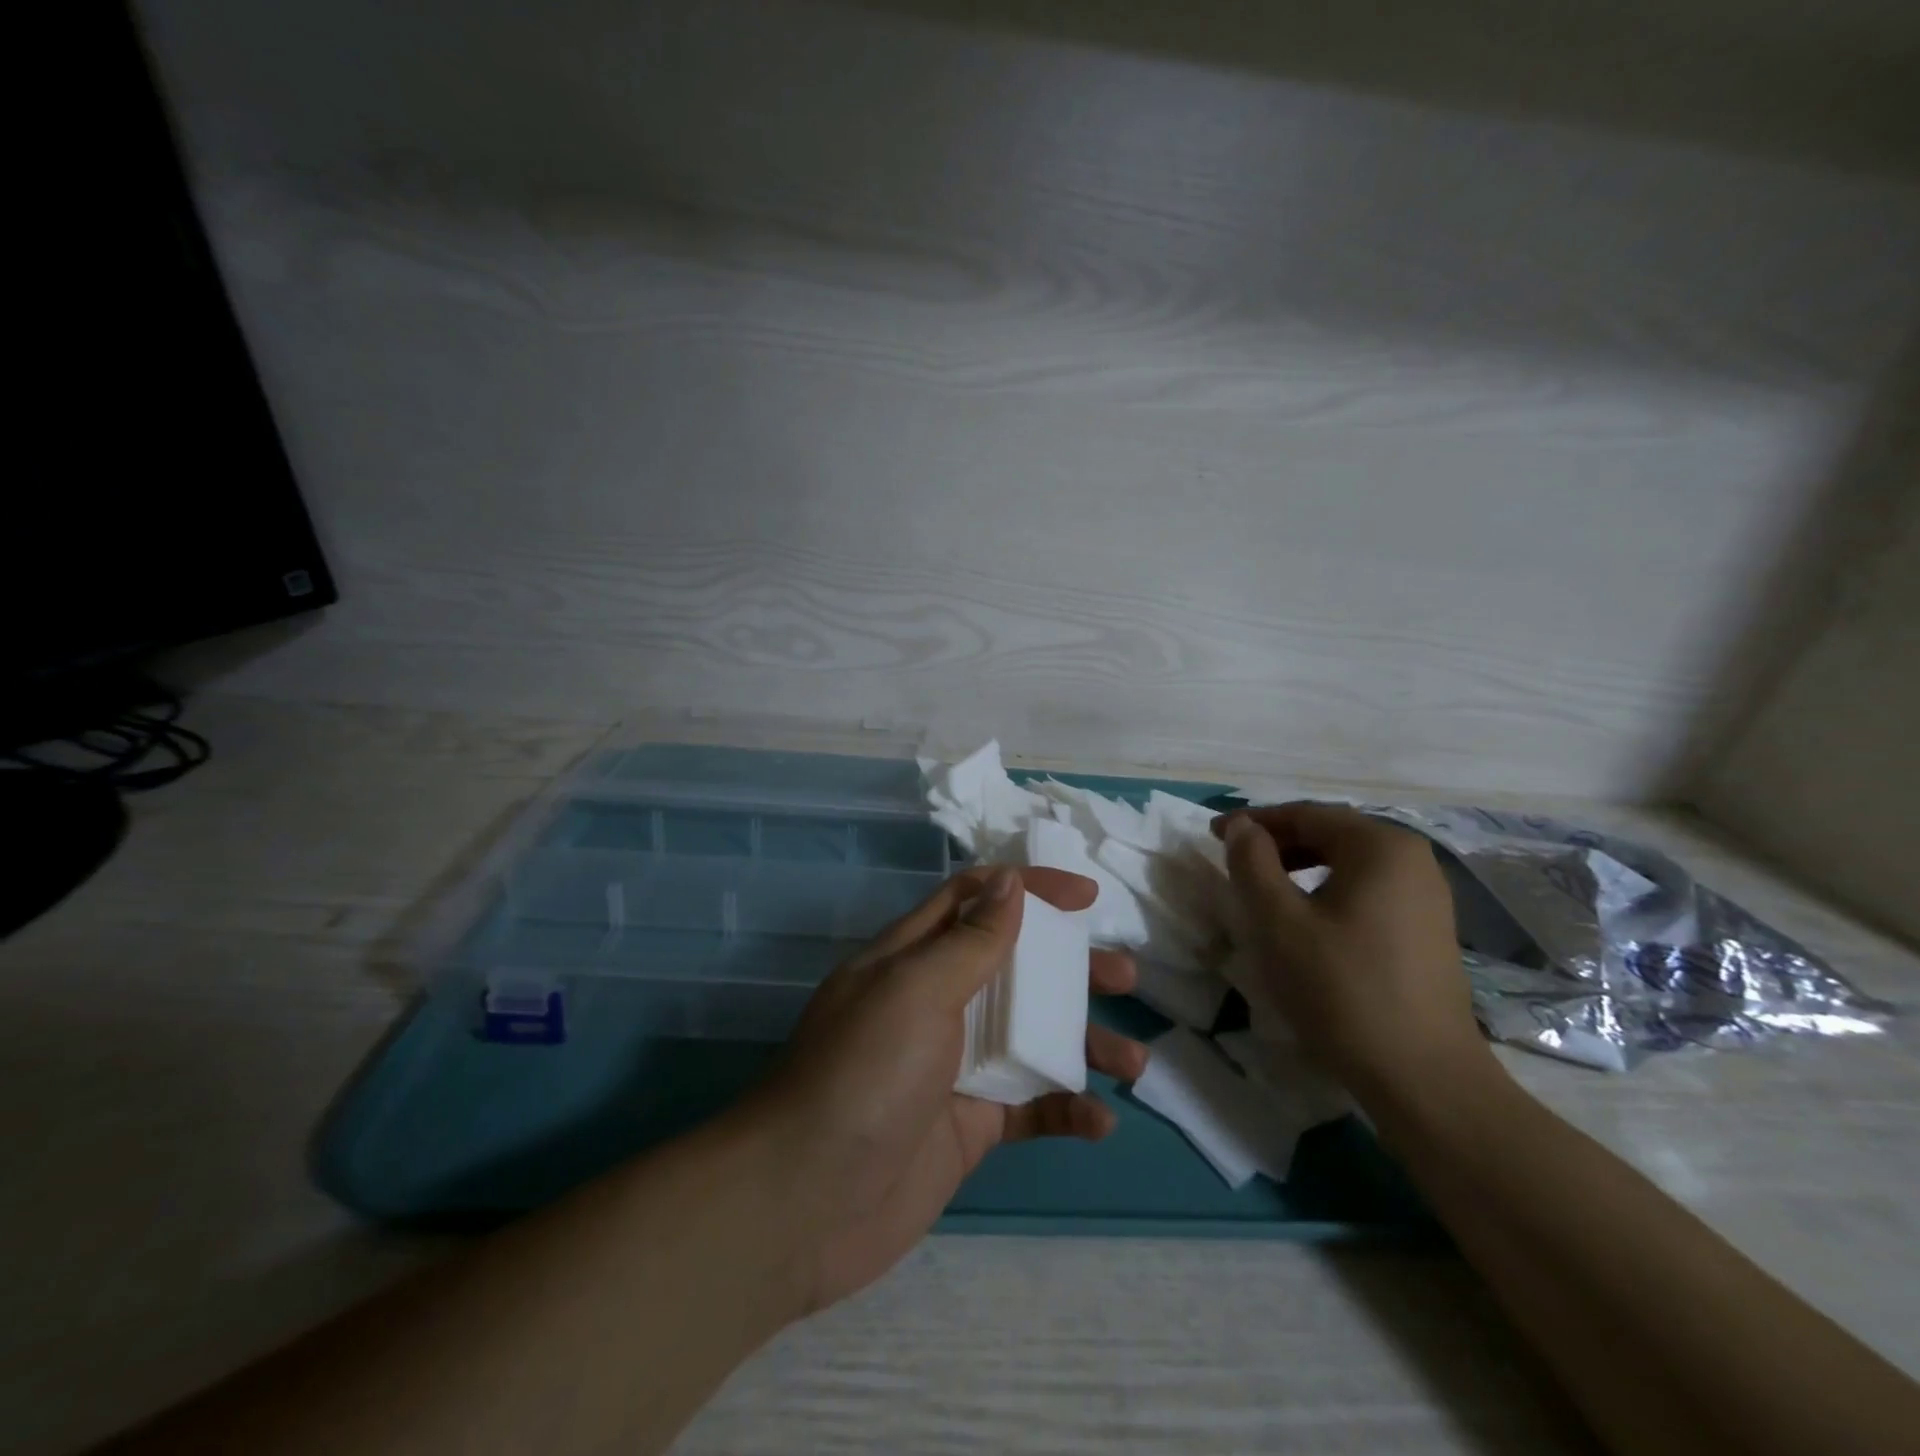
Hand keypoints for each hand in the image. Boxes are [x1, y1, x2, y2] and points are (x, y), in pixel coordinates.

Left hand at [746, 866, 1146, 1315]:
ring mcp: (956, 1065)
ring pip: (1032, 1037)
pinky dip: (1066, 1108)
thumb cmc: (864, 1073)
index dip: (1029, 888)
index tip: (1087, 897)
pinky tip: (1100, 1120)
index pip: (976, 900)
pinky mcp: (969, 1125)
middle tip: (1124, 976)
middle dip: (1071, 967)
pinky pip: (1029, 1106)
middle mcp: (938, 1002)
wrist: (805, 1202)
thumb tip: (1010, 882)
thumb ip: (970, 940)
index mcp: (916, 956)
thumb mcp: (916, 990)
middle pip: (1016, 967)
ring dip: (1083, 1043)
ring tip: (1133, 1061)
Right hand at [1212, 804, 1487, 1097]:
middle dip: (1278, 842)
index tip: (1213, 835)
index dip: (1255, 822)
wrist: (1421, 1077)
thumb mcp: (1278, 921)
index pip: (1306, 814)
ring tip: (1263, 889)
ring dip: (1300, 867)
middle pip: (1332, 834)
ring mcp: (1428, 896)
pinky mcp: (1428, 929)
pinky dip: (1328, 890)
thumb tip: (1241, 826)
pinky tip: (1306, 919)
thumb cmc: (1341, 988)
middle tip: (1235, 861)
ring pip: (1349, 863)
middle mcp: (1412, 859)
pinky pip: (1367, 889)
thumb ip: (1252, 862)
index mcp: (1381, 846)